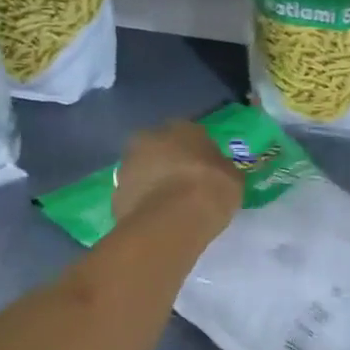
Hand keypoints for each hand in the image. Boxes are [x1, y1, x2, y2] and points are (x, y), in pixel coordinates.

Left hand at [113, 120, 244, 230]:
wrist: (172, 221)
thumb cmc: (210, 189)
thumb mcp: (233, 178)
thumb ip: (223, 170)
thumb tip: (222, 172)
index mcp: (183, 127)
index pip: (191, 134)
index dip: (197, 153)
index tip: (205, 170)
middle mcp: (151, 138)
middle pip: (161, 148)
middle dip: (168, 162)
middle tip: (183, 185)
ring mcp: (129, 165)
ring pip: (143, 170)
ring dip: (153, 182)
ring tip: (169, 206)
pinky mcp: (115, 194)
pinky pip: (134, 195)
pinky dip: (142, 204)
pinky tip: (157, 220)